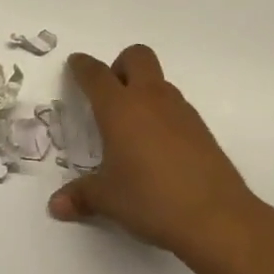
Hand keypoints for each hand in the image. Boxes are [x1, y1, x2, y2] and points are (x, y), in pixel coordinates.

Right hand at [48, 46, 273, 267]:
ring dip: (143, 91)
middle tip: (109, 95)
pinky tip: (158, 148)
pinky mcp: (202, 129)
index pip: (96, 75)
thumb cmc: (151, 200)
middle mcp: (150, 99)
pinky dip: (162, 115)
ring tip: (132, 129)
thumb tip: (57, 206)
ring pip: (159, 81)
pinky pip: (176, 107)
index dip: (82, 66)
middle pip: (137, 57)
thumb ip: (81, 196)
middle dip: (120, 65)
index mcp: (120, 108)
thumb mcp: (108, 199)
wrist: (216, 217)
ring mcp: (181, 111)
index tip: (76, 63)